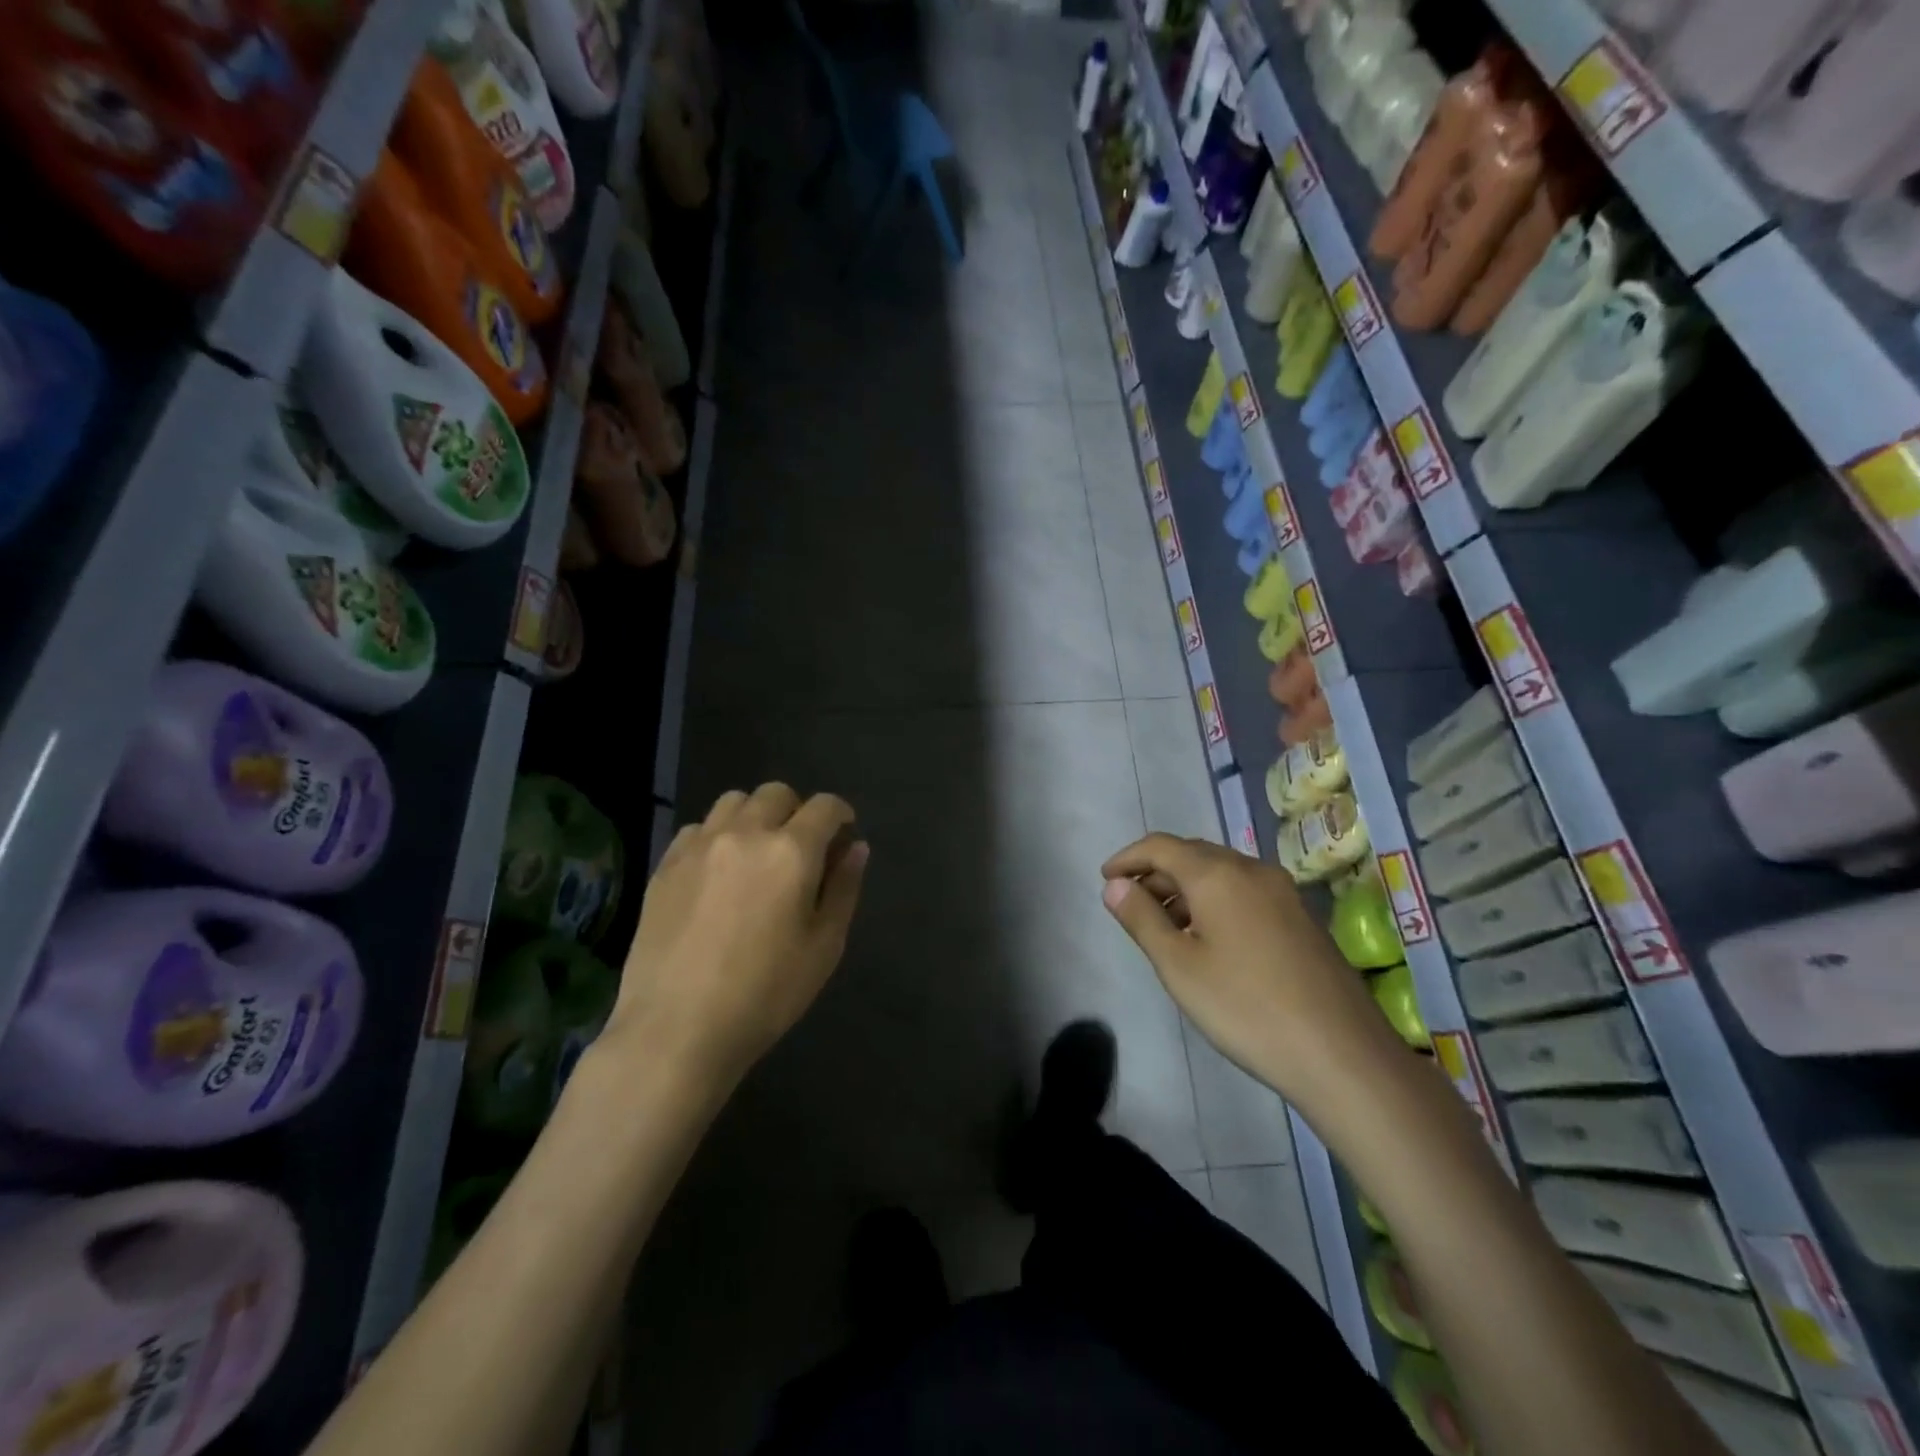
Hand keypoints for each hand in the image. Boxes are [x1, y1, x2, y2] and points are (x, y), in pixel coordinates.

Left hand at [605, 784, 868, 1096]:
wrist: (676, 1029)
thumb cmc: (765, 994)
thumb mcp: (824, 947)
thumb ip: (844, 888)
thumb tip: (856, 847)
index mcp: (791, 851)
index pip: (824, 807)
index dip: (840, 814)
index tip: (843, 834)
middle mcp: (745, 833)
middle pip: (777, 794)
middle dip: (797, 810)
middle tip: (801, 847)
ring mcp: (700, 845)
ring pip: (734, 801)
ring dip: (755, 815)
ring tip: (757, 852)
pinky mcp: (666, 864)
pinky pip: (698, 828)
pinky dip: (717, 835)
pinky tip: (718, 871)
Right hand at [1100, 834, 1403, 1113]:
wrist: (1342, 1054)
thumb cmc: (1245, 1007)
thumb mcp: (1179, 965)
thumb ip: (1141, 918)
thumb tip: (1115, 885)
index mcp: (1218, 874)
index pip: (1161, 846)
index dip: (1127, 857)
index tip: (1104, 879)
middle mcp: (1252, 870)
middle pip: (1192, 854)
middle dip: (1155, 872)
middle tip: (1130, 904)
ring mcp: (1282, 893)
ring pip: (1220, 873)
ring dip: (1185, 888)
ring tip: (1163, 925)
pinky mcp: (1300, 918)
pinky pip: (1244, 892)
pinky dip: (1214, 901)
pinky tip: (1207, 939)